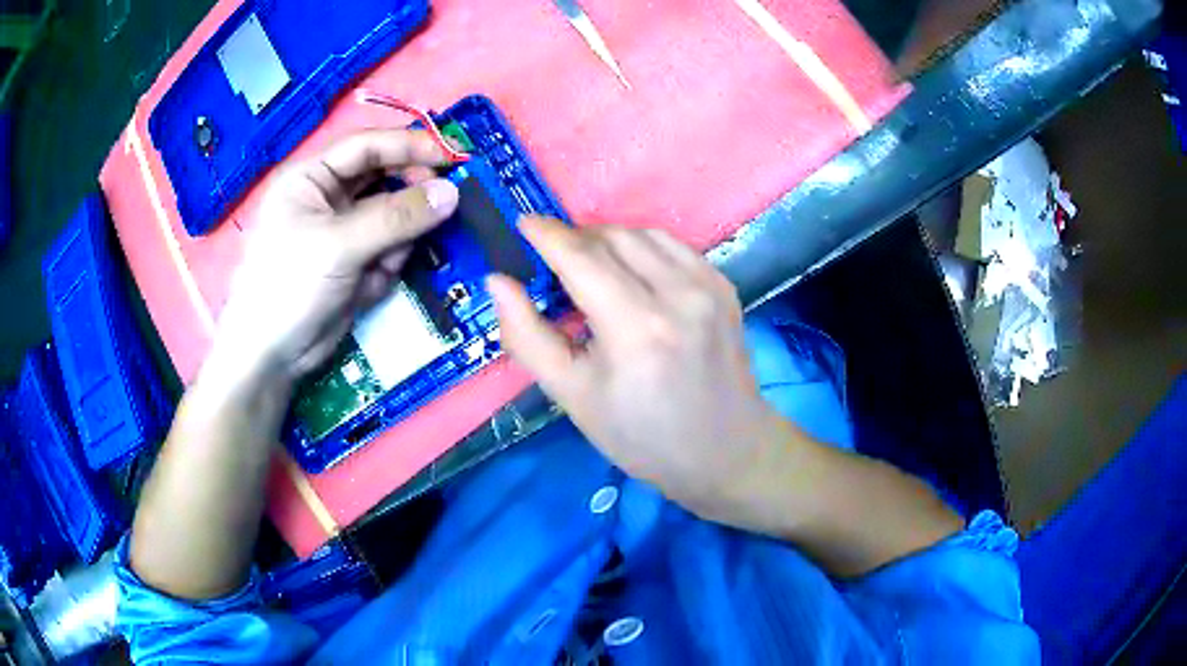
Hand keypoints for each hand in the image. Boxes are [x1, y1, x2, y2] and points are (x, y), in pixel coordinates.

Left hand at [214, 130, 460, 381]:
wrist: (270, 358)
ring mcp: (343, 231)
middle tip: (445, 207)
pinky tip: (368, 289)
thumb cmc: (289, 286)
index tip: (456, 155)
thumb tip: (453, 193)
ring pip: (393, 218)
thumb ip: (397, 216)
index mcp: (312, 177)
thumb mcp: (340, 245)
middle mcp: (329, 197)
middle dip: (410, 197)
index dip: (411, 145)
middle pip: (385, 179)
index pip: (368, 146)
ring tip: (381, 268)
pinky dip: (388, 266)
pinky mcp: (355, 262)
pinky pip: (390, 250)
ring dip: (398, 241)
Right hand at [488, 217, 787, 517]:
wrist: (724, 450)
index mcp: (636, 328)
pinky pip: (672, 246)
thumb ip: (527, 336)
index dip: (546, 234)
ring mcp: (708, 285)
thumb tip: (498, 282)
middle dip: (575, 238)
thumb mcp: (573, 396)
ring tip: (589, 267)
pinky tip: (631, 275)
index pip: (581, 258)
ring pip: (643, 234)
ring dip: (607, 240)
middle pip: (612, 237)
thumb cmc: (643, 435)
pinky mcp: (724, 285)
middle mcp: (677, 294)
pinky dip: (641, 248)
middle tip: (553, 261)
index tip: (522, 223)